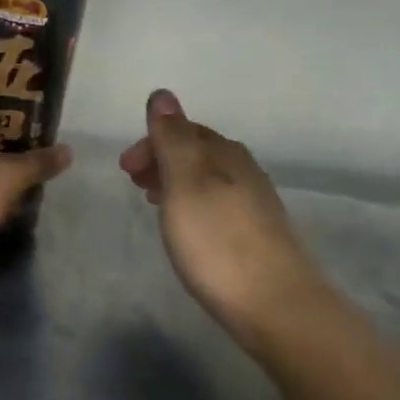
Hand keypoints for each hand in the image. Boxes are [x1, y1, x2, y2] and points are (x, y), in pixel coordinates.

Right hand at [119, 91, 332, 347]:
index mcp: (226, 155)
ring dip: (177, 183)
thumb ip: (172, 139)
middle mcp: (245, 172)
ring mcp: (256, 206)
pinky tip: (189, 229)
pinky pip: (219, 205)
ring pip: (210, 180)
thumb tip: (162, 93)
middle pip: (200, 153)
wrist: (275, 305)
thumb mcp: (186, 184)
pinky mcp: (259, 237)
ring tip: (154, 203)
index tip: (124, 169)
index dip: (152, 142)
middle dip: (163, 160)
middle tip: (134, 183)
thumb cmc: (218, 243)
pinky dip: (194, 205)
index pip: (186, 131)